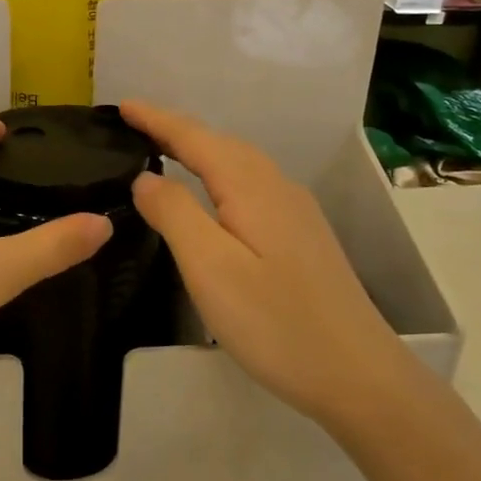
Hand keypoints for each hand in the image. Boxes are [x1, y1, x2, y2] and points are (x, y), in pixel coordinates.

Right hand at [121, 100, 401, 425]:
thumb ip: (174, 213)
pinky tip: (211, 195)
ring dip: (199, 150)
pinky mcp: (301, 235)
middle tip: (133, 127)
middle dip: (175, 129)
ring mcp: (295, 211)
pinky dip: (219, 175)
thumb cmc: (275, 323)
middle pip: (219, 143)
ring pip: (238, 163)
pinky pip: (250, 185)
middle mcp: (276, 187)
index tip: (121, 106)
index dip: (156, 120)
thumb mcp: (210, 268)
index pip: (194, 138)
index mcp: (251, 187)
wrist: (358, 375)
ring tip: (163, 151)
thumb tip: (145, 177)